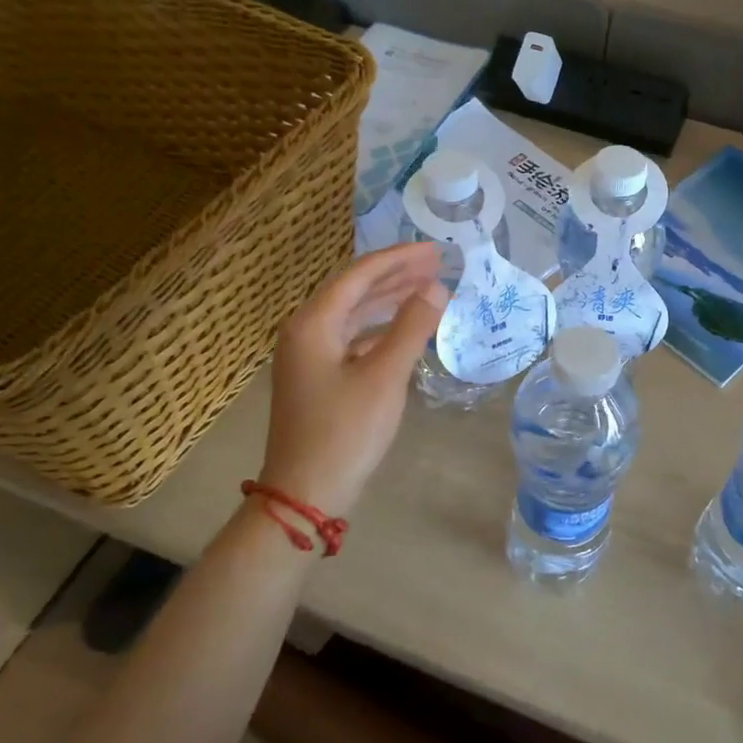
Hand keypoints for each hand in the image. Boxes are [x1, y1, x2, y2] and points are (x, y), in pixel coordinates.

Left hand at [259, 244, 446, 516]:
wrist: (305, 493)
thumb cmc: (344, 431)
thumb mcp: (384, 377)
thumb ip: (411, 327)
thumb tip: (436, 286)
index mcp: (313, 323)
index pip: (359, 275)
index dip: (399, 258)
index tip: (435, 249)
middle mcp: (305, 331)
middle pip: (355, 290)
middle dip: (396, 275)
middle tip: (437, 263)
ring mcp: (310, 356)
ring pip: (354, 315)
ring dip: (390, 300)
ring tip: (428, 288)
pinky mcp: (319, 378)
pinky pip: (353, 338)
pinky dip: (380, 329)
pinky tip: (405, 330)